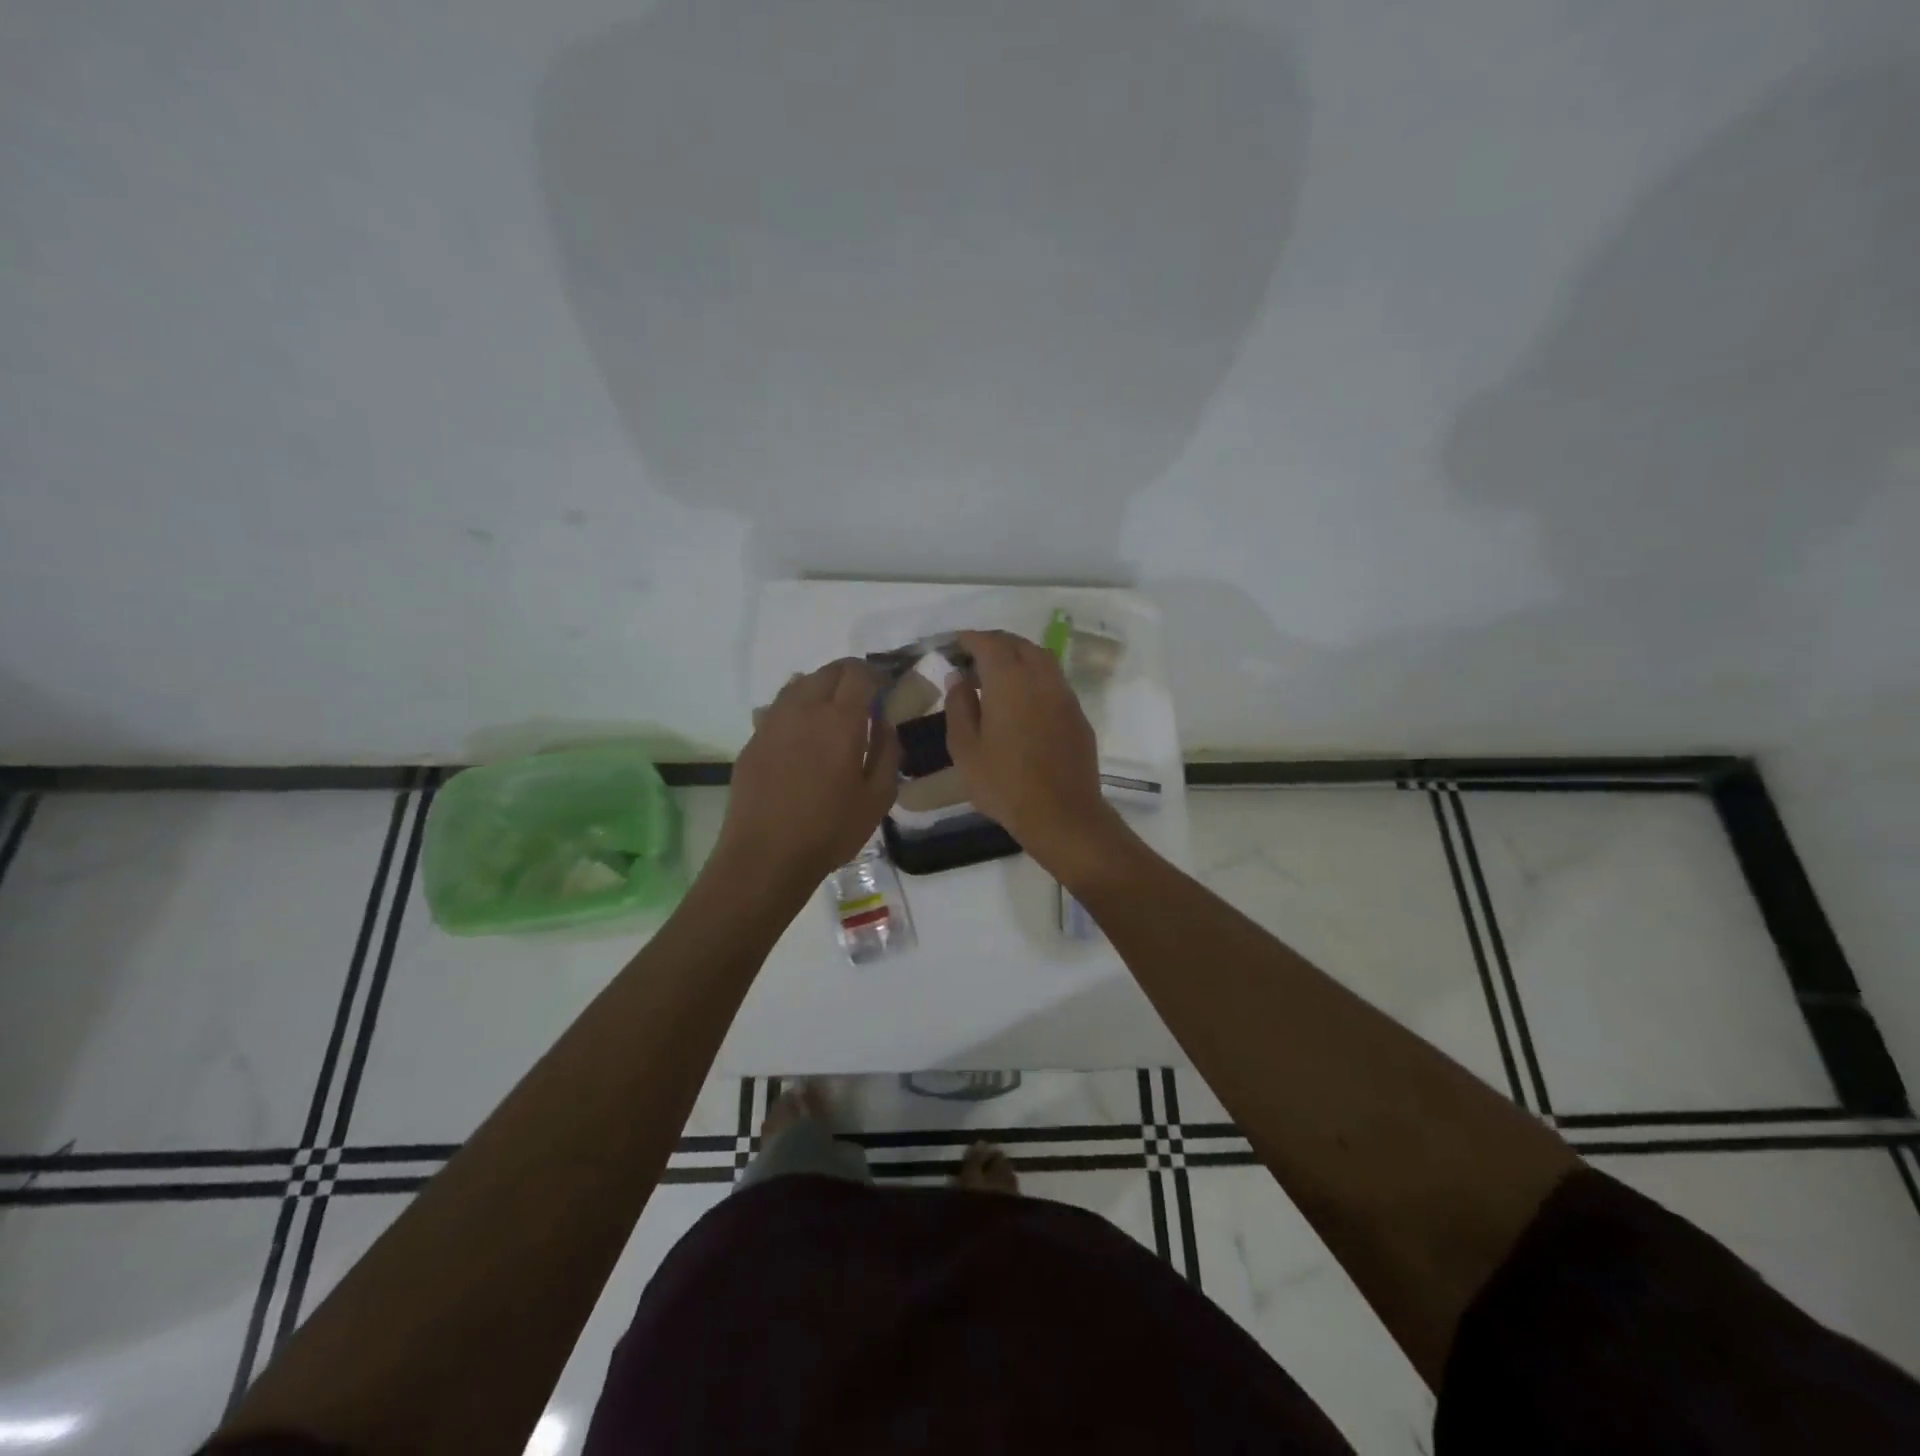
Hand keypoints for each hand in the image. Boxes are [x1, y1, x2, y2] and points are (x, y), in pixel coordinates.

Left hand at [715, 659, 900, 889]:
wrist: (765, 856)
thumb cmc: (830, 830)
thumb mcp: (878, 797)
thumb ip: (888, 752)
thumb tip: (886, 723)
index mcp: (840, 720)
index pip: (859, 674)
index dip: (877, 675)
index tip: (887, 689)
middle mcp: (804, 709)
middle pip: (828, 671)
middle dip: (851, 676)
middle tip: (864, 700)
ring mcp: (773, 722)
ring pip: (800, 684)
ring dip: (822, 688)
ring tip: (833, 714)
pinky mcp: (753, 739)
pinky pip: (779, 708)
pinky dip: (797, 708)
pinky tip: (803, 735)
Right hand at [944, 630, 1124, 873]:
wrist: (1061, 814)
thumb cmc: (1004, 783)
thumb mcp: (965, 749)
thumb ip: (959, 706)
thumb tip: (958, 678)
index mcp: (1009, 680)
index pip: (989, 643)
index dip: (971, 639)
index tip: (956, 643)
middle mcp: (1040, 677)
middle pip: (1018, 644)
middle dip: (995, 644)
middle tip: (974, 657)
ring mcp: (1064, 694)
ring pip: (1041, 659)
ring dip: (1018, 657)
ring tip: (997, 675)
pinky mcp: (1077, 714)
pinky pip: (1054, 681)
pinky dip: (1035, 677)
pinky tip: (1022, 699)